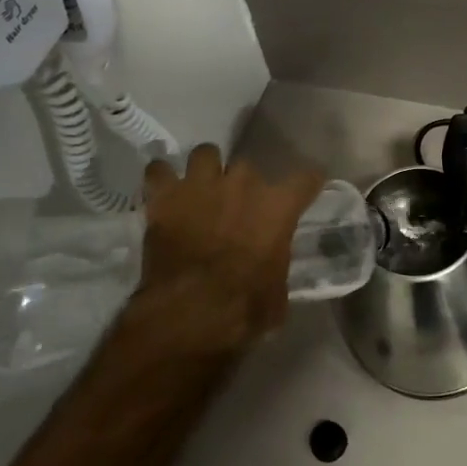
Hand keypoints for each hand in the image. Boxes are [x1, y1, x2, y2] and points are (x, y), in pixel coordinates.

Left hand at [127, 145, 324, 359]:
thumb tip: (271, 265)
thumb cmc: (244, 307)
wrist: (190, 312)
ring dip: (204, 170)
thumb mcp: (277, 290)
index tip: (305, 189)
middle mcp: (244, 183)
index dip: (307, 183)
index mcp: (278, 206)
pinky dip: (161, 179)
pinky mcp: (165, 196)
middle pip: (248, 166)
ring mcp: (202, 184)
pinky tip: (162, 192)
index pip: (306, 178)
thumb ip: (276, 263)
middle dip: (243, 185)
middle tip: (236, 207)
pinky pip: (159, 171)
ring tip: (200, 189)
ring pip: (205, 154)